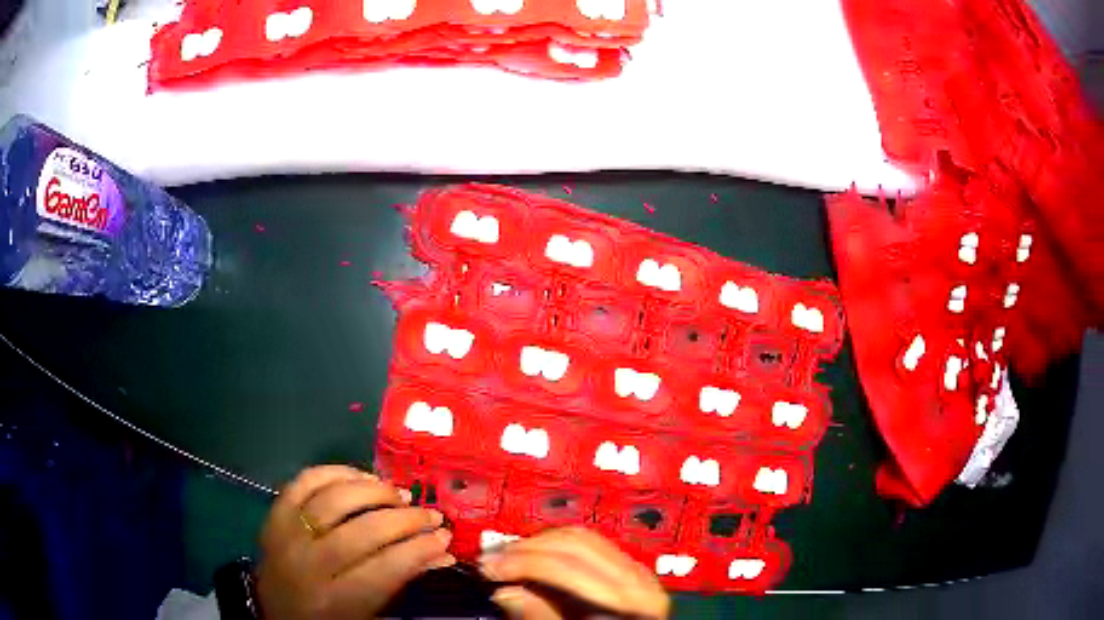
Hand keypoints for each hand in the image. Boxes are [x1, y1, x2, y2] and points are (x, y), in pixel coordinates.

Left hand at [256, 465, 454, 619]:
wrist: (273, 612)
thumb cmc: (328, 618)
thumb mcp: (367, 613)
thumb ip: (401, 582)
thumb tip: (443, 553)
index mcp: (335, 601)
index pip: (384, 568)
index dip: (419, 549)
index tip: (444, 537)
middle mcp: (308, 565)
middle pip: (361, 531)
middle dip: (404, 519)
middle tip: (430, 514)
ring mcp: (286, 534)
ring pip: (333, 500)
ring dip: (373, 491)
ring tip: (398, 494)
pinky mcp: (274, 514)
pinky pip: (304, 481)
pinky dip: (335, 472)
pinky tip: (360, 477)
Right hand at [479, 527, 669, 619]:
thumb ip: (542, 619)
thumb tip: (506, 593)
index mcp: (631, 600)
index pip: (569, 566)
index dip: (523, 563)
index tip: (490, 568)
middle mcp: (639, 578)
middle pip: (575, 543)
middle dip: (526, 549)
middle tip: (491, 560)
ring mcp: (638, 572)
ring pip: (582, 537)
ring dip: (539, 544)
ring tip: (508, 557)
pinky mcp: (632, 573)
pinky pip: (593, 546)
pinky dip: (558, 548)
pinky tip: (536, 559)